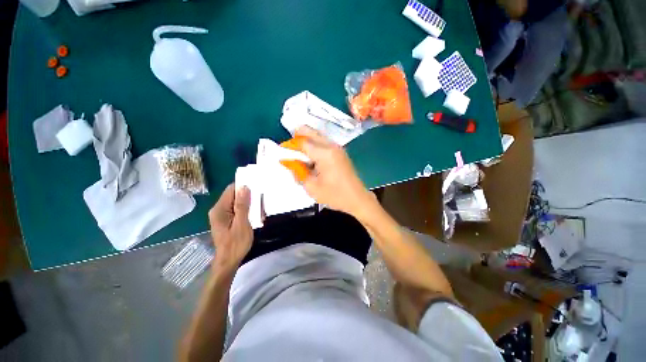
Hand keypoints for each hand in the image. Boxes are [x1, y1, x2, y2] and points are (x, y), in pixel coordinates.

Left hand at [208, 184, 252, 270]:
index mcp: (219, 209)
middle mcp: (218, 210)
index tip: (257, 186)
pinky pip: (236, 209)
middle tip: (260, 198)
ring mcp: (221, 215)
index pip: (231, 190)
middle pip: (233, 195)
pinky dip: (245, 209)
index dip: (243, 186)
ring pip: (236, 202)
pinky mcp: (225, 220)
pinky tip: (253, 213)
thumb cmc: (236, 244)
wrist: (228, 262)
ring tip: (259, 206)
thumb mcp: (242, 224)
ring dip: (247, 202)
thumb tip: (244, 187)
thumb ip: (242, 206)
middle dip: (247, 195)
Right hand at [296, 126, 376, 218]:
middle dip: (298, 135)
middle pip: (312, 133)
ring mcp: (338, 148)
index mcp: (325, 154)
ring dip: (306, 140)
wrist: (357, 199)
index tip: (281, 151)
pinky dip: (314, 145)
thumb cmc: (335, 195)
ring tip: (297, 151)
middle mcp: (332, 147)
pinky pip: (324, 143)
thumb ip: (298, 172)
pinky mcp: (340, 153)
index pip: (303, 143)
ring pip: (318, 136)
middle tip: (288, 145)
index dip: (290, 145)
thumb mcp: (312, 187)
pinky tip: (310, 156)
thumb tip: (288, 161)